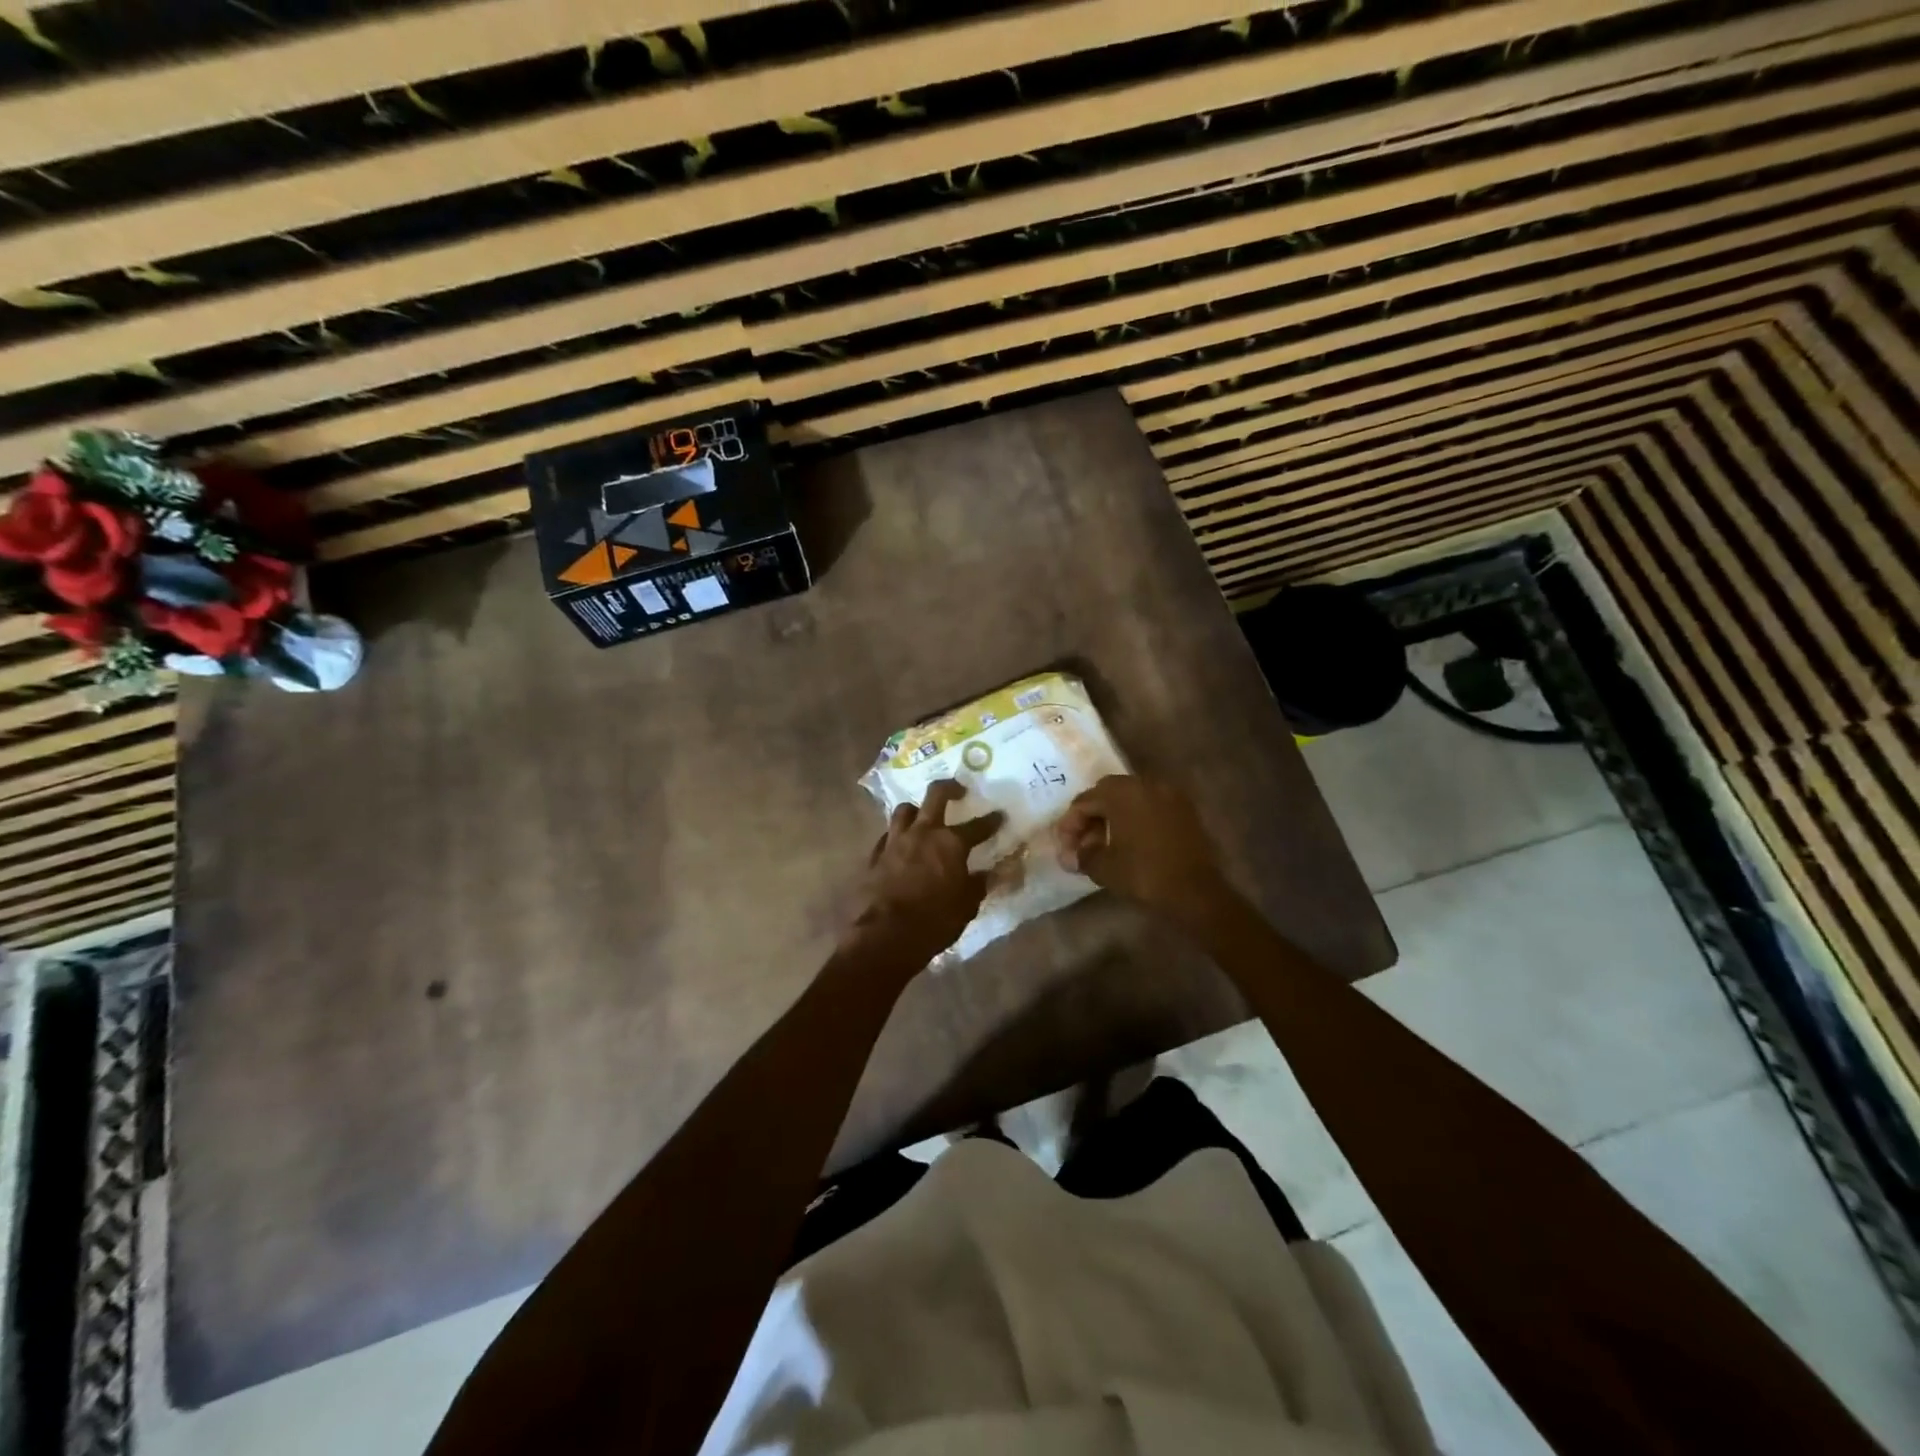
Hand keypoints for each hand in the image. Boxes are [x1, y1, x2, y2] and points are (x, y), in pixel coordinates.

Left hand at [845, 780, 1003, 970]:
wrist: (886, 935)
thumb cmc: (934, 921)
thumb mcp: (966, 906)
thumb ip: (978, 885)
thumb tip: (990, 874)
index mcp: (950, 843)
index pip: (977, 826)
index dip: (991, 821)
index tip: (999, 815)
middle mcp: (923, 833)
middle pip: (935, 796)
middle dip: (949, 788)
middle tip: (958, 790)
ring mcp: (895, 841)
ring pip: (905, 810)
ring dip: (916, 810)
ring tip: (923, 816)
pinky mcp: (875, 856)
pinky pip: (887, 835)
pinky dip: (897, 836)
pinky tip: (900, 845)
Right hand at [1055, 775, 1232, 929]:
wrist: (1196, 893)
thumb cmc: (1143, 874)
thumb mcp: (1103, 867)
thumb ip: (1082, 855)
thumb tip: (1073, 855)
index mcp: (1122, 792)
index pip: (1085, 801)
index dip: (1069, 825)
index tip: (1064, 849)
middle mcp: (1146, 784)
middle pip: (1107, 794)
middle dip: (1091, 817)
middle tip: (1082, 843)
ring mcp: (1170, 796)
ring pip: (1131, 799)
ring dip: (1114, 817)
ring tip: (1104, 845)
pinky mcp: (1185, 811)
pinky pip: (1151, 808)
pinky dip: (1136, 820)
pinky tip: (1130, 844)